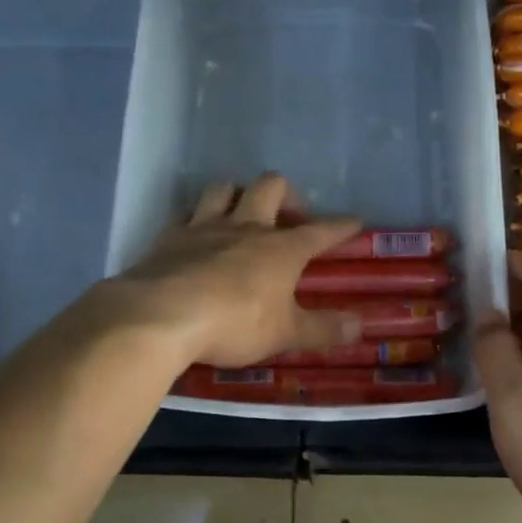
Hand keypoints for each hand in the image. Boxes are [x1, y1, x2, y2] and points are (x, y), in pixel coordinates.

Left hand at [110, 174, 364, 366]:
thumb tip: (360, 325)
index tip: (354, 222)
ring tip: (242, 213)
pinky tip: (195, 234)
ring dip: (237, 194)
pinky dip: (195, 219)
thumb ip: (323, 329)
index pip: (320, 230)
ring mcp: (204, 227)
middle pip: (270, 187)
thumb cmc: (234, 324)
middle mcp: (246, 227)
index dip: (340, 226)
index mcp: (281, 249)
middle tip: (290, 216)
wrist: (161, 316)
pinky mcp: (169, 237)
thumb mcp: (285, 334)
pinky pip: (186, 214)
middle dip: (286, 194)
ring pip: (225, 188)